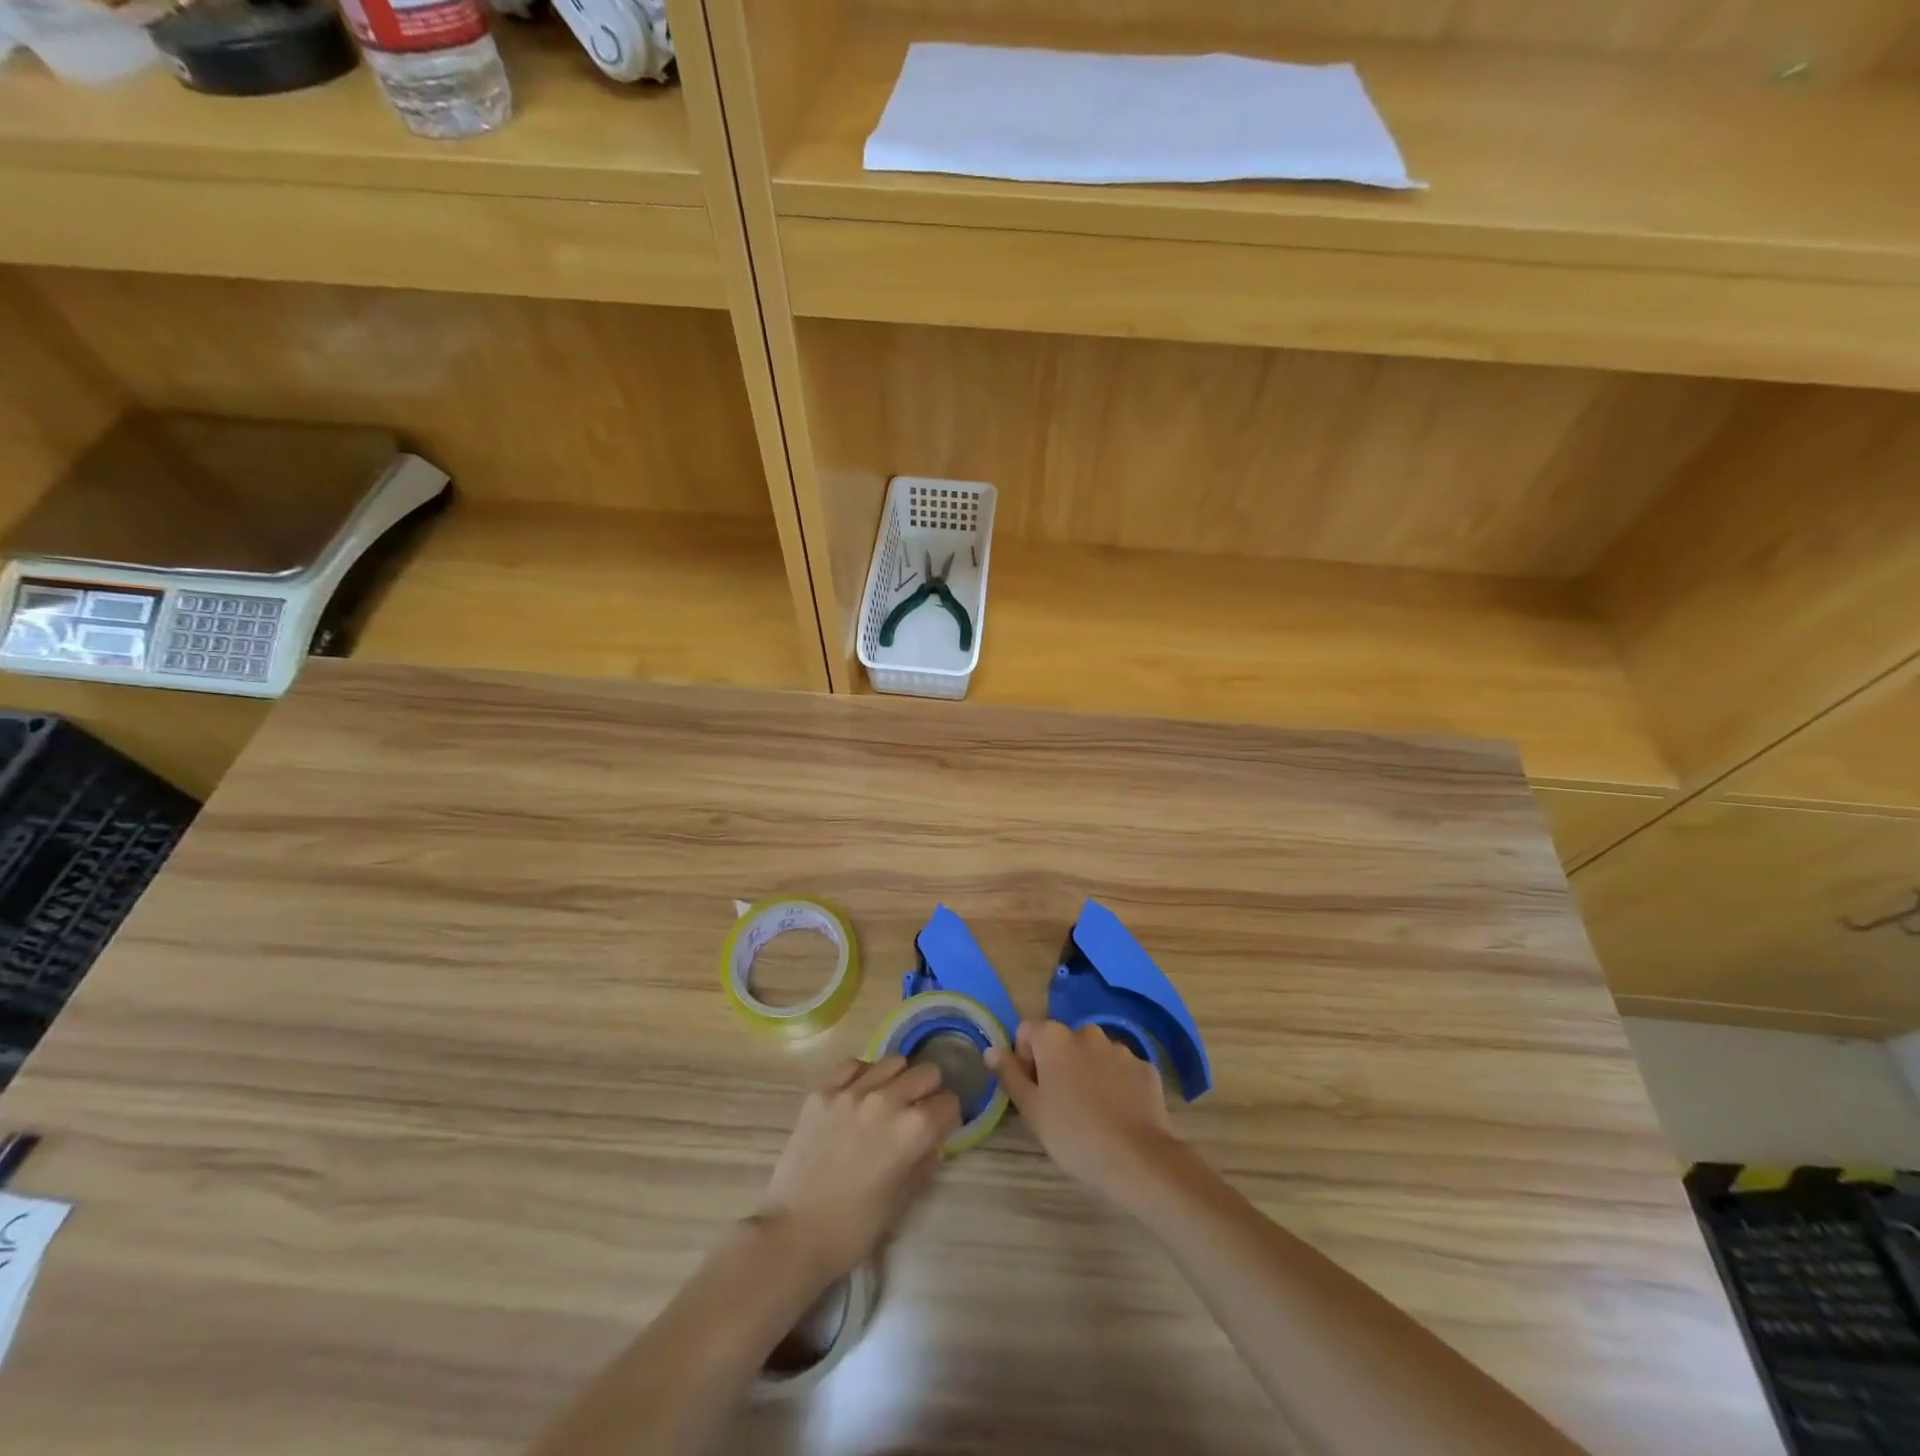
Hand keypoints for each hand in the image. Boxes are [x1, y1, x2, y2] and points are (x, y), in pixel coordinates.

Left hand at [758, 1056, 960, 1281]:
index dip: (949, 1117)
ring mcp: (852, 1091)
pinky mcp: (823, 1090)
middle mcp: (887, 1099)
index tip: (941, 1129)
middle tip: (917, 1112)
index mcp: (913, 1130)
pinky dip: (863, 1075)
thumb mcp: (902, 1202)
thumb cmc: (853, 1228)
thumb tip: (934, 1145)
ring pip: (893, 1061)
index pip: (949, 1103)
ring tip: (888, 1100)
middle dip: (929, 1092)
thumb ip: (924, 1165)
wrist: (793, 1234)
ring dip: (899, 1079)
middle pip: (926, 1073)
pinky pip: (854, 1065)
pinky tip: (858, 1095)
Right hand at [987, 1020, 1178, 1200]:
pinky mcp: (1145, 1068)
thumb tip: (991, 1051)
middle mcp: (1087, 1032)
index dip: (1024, 1059)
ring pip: (1093, 1055)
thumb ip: (1009, 1075)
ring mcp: (1120, 1049)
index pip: (1027, 1032)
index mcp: (1054, 1038)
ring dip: (1088, 1073)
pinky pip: (1122, 1070)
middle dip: (1058, 1065)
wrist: (1136, 1159)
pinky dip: (1116, 1084)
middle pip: (1062, 1042)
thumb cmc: (1073, 1134)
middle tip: (1060, 1105)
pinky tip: (1118, 1115)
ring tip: (1092, 1112)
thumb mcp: (1031, 1109)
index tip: (1032, 1090)